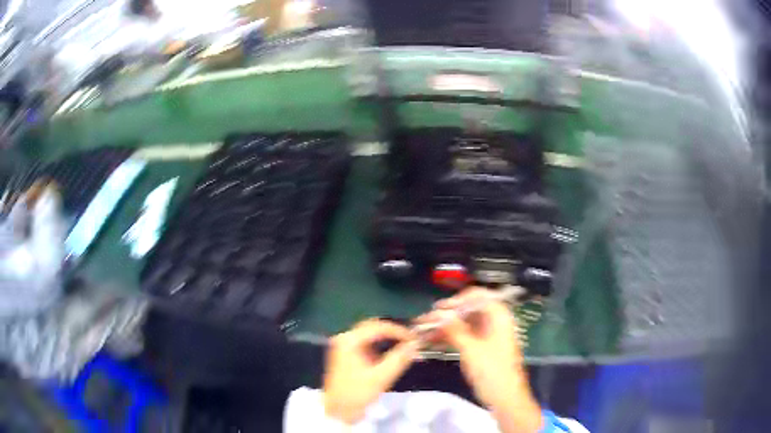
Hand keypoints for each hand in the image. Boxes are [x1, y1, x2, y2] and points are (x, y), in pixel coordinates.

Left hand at [323, 319, 419, 423]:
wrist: (338, 411)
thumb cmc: (357, 394)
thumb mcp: (381, 377)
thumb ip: (399, 358)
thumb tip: (415, 344)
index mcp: (349, 340)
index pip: (378, 327)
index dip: (398, 331)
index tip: (414, 338)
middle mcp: (345, 338)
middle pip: (372, 327)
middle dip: (392, 332)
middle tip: (410, 340)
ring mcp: (344, 346)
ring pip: (369, 334)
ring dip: (387, 338)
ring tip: (404, 345)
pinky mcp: (346, 355)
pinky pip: (366, 343)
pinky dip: (380, 345)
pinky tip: (391, 353)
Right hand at [418, 288, 541, 432]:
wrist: (505, 398)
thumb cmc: (492, 372)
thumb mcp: (471, 350)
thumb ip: (455, 329)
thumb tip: (439, 313)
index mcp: (498, 316)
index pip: (478, 296)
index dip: (457, 300)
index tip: (438, 309)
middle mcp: (494, 322)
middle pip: (468, 310)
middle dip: (446, 314)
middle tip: (425, 320)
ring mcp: (487, 335)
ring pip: (463, 324)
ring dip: (444, 326)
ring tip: (423, 331)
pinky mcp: (481, 347)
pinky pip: (463, 336)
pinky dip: (449, 336)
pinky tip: (432, 340)